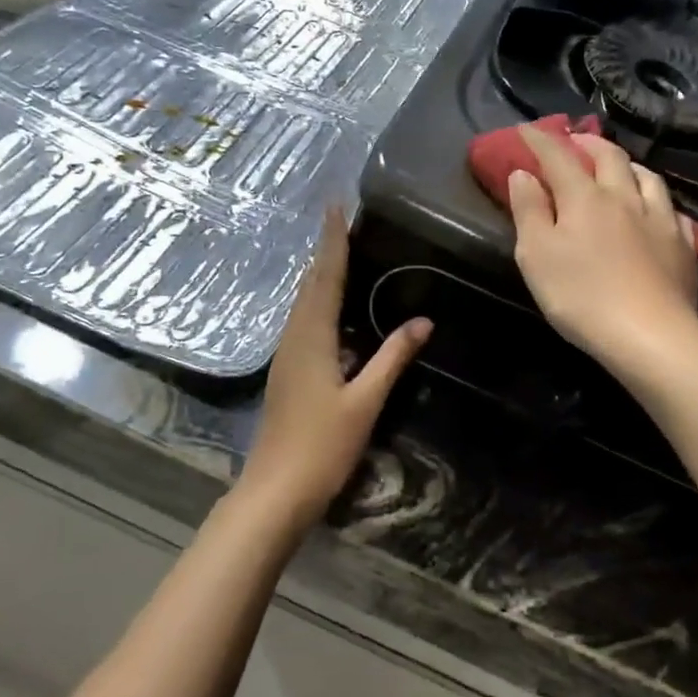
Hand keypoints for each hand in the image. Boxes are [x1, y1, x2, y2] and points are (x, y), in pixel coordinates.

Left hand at [236, 209, 430, 533]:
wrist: (275, 490)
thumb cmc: (322, 446)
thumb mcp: (364, 402)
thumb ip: (392, 358)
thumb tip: (422, 320)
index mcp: (312, 337)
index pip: (325, 278)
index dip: (333, 241)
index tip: (336, 206)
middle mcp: (294, 338)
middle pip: (310, 285)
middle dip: (326, 252)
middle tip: (344, 222)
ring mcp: (287, 356)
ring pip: (304, 304)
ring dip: (321, 276)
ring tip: (342, 255)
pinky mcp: (287, 372)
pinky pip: (304, 323)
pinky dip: (320, 304)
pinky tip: (335, 312)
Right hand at [507, 128, 697, 370]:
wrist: (649, 335)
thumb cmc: (580, 296)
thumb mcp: (537, 255)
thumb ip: (529, 211)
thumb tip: (523, 174)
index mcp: (585, 198)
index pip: (559, 157)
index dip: (541, 140)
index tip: (526, 128)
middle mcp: (625, 198)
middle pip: (610, 157)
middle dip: (589, 143)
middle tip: (576, 141)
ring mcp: (660, 219)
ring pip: (647, 177)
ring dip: (628, 165)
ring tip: (619, 168)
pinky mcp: (683, 246)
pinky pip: (673, 211)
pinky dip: (658, 202)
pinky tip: (657, 211)